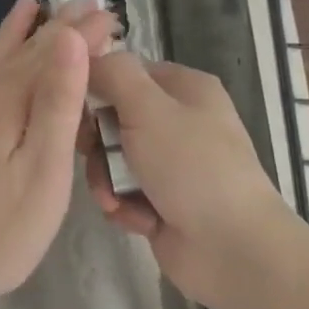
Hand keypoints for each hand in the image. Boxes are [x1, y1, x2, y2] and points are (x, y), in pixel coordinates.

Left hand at [0, 0, 115, 308]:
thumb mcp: (42, 171)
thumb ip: (56, 101)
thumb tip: (69, 38)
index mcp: (11, 96)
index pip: (55, 50)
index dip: (85, 31)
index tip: (111, 13)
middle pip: (26, 46)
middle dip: (60, 25)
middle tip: (87, 4)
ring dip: (18, 30)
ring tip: (30, 5)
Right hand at [81, 52, 299, 308]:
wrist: (233, 250)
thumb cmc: (191, 166)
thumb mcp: (147, 107)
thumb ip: (113, 73)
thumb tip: (86, 58)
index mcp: (185, 87)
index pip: (126, 72)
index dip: (97, 86)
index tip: (75, 106)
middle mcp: (180, 120)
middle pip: (115, 116)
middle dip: (98, 141)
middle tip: (91, 154)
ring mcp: (173, 164)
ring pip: (115, 158)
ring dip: (106, 178)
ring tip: (113, 198)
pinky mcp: (164, 203)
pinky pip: (125, 192)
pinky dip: (123, 205)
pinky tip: (132, 218)